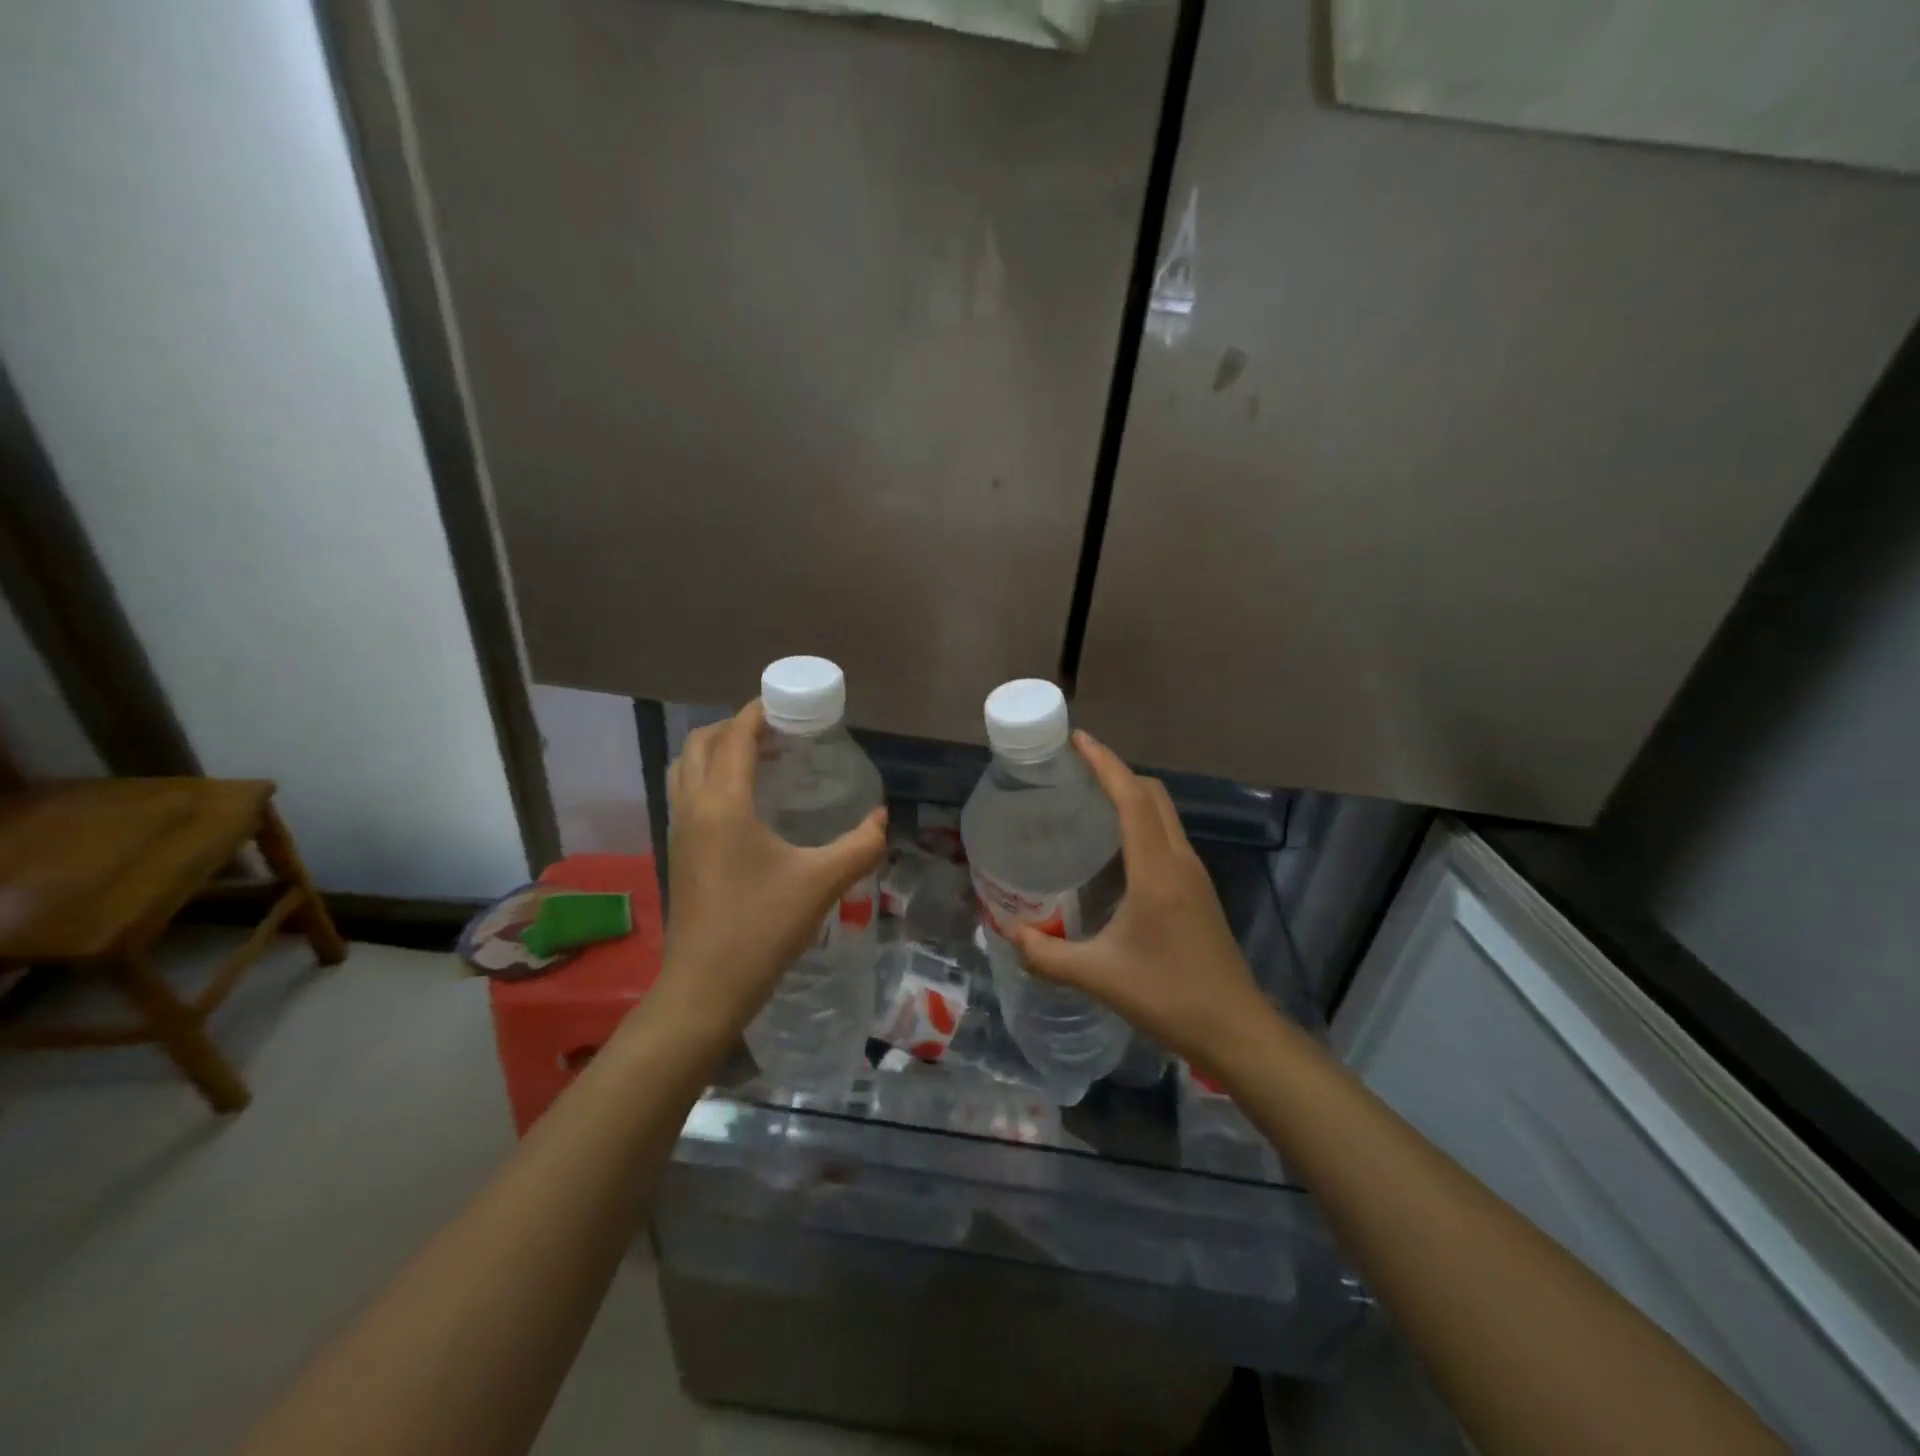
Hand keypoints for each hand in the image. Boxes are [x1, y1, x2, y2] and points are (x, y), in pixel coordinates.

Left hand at [651, 701, 886, 1039]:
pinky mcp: (678, 852)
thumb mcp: (821, 883)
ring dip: (718, 751)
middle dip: (736, 727)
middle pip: (701, 743)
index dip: (758, 712)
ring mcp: (679, 830)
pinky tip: (745, 803)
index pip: (735, 736)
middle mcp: (693, 807)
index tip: (787, 705)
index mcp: (723, 803)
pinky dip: (709, 777)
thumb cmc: (761, 928)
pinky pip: (686, 793)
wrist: (705, 988)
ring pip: (685, 767)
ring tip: (760, 760)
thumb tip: (881, 819)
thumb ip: (860, 846)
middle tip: (778, 733)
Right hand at [1009, 731, 1271, 1070]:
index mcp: (1156, 871)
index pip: (1132, 799)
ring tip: (1090, 798)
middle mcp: (1179, 861)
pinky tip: (1115, 846)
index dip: (1105, 764)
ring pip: (1164, 814)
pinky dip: (1142, 821)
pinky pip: (1167, 836)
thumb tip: (1007, 934)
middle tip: (1075, 769)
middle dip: (1116, 772)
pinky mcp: (1198, 891)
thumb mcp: (1099, 977)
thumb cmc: (1169, 997)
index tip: (1077, 741)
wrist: (1236, 1030)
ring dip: (1131, 795)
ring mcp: (1194, 875)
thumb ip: (1046, 955)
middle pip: (1152, 795)